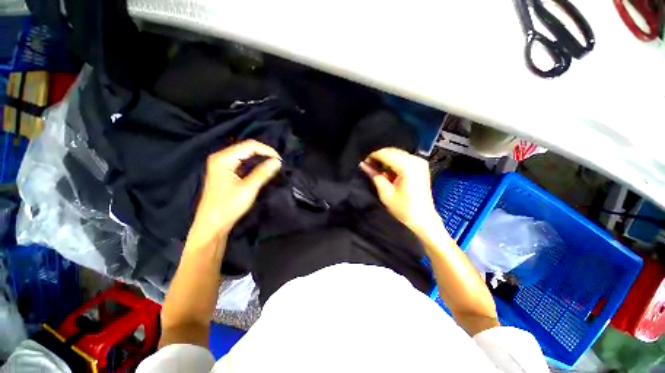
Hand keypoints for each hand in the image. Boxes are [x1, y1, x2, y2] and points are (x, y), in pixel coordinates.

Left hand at [193, 140, 281, 238]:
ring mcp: (222, 164)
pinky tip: (262, 168)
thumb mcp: (248, 188)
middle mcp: (221, 157)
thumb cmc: (228, 206)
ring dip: (260, 158)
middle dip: (264, 153)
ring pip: (245, 154)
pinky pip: (242, 161)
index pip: (249, 145)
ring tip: (273, 164)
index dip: (267, 150)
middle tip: (278, 163)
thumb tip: (277, 161)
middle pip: (246, 148)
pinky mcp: (225, 171)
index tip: (280, 161)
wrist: (213, 224)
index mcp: (223, 158)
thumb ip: (263, 173)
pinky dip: (254, 163)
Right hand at [360, 148, 439, 236]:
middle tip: (368, 166)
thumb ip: (374, 175)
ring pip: (396, 153)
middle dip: (378, 157)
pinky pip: (403, 158)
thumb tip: (363, 164)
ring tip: (376, 170)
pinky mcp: (420, 165)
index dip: (372, 156)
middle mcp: (415, 160)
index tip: (363, 163)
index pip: (385, 154)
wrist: (423, 218)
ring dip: (385, 159)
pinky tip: (387, 171)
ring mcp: (420, 162)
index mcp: (408, 166)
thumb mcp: (385, 193)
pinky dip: (393, 162)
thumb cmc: (403, 209)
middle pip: (391, 151)